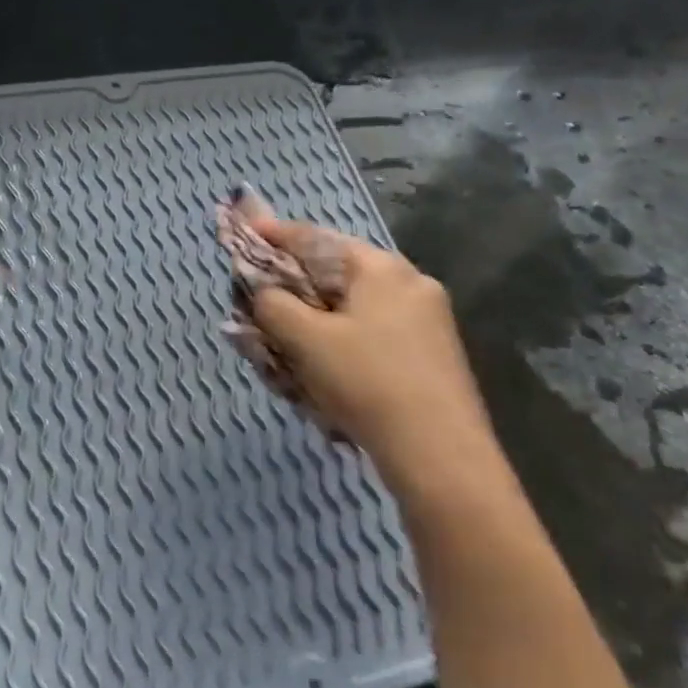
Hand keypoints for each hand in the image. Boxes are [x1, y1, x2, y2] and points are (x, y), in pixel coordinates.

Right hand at [248, 216, 500, 495]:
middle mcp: (410, 283)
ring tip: (289, 344)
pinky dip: (344, 341)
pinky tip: (327, 372)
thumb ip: (274, 305)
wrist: (440, 454)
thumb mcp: (306, 340)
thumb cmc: (367, 381)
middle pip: (338, 273)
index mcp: (381, 268)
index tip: (247, 233)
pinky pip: (374, 333)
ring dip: (318, 318)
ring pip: (355, 307)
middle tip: (263, 302)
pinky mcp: (432, 355)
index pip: (317, 239)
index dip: (277, 236)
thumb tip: (262, 291)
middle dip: (296, 286)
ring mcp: (428, 320)